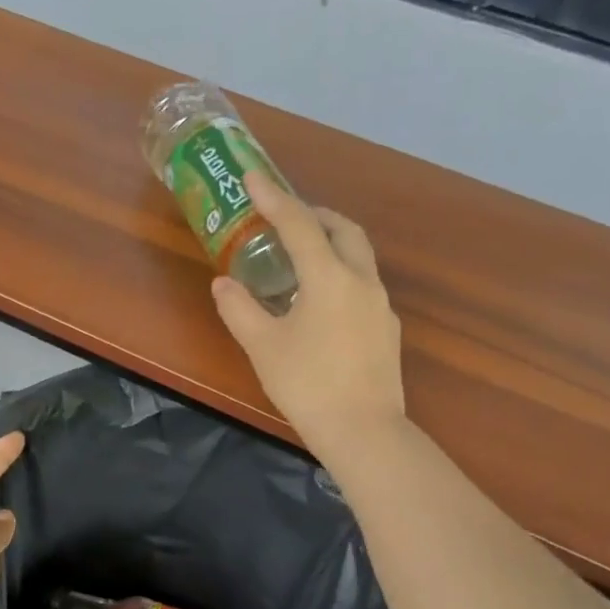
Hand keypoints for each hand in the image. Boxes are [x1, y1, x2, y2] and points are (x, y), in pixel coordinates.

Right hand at [212, 171, 404, 462]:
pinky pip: (363, 285)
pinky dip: (341, 275)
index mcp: (330, 278)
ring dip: (331, 244)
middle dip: (315, 215)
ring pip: (359, 257)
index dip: (274, 198)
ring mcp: (380, 306)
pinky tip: (322, 303)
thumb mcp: (263, 347)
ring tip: (301, 259)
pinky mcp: (386, 330)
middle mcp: (362, 281)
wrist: (364, 431)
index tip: (253, 177)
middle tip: (286, 219)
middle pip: (344, 230)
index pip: (299, 225)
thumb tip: (223, 284)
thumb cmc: (308, 386)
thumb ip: (240, 310)